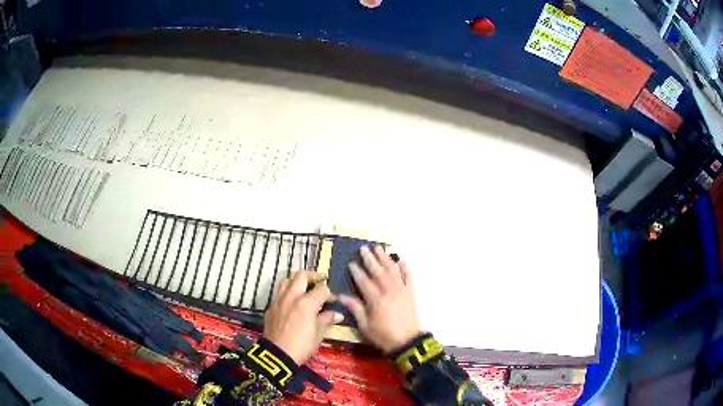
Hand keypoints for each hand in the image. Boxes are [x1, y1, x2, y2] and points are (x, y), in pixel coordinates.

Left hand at [264, 271, 343, 364]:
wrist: (277, 355)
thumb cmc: (302, 346)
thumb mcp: (318, 334)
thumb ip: (327, 320)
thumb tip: (337, 314)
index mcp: (306, 303)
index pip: (321, 289)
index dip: (330, 294)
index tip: (334, 300)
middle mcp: (291, 296)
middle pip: (301, 276)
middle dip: (313, 276)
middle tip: (320, 279)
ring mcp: (278, 301)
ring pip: (287, 281)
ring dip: (297, 280)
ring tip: (304, 286)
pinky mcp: (270, 308)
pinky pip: (279, 294)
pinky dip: (287, 292)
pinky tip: (292, 302)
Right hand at [339, 245, 420, 352]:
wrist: (407, 342)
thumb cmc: (383, 335)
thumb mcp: (365, 326)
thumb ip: (355, 309)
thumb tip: (342, 296)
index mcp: (376, 300)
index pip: (364, 281)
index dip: (357, 272)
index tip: (351, 263)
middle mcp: (389, 291)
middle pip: (378, 272)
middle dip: (370, 259)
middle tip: (364, 248)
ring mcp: (401, 290)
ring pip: (392, 270)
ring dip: (385, 258)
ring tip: (379, 248)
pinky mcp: (411, 293)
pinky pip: (408, 277)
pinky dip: (405, 268)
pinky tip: (401, 260)